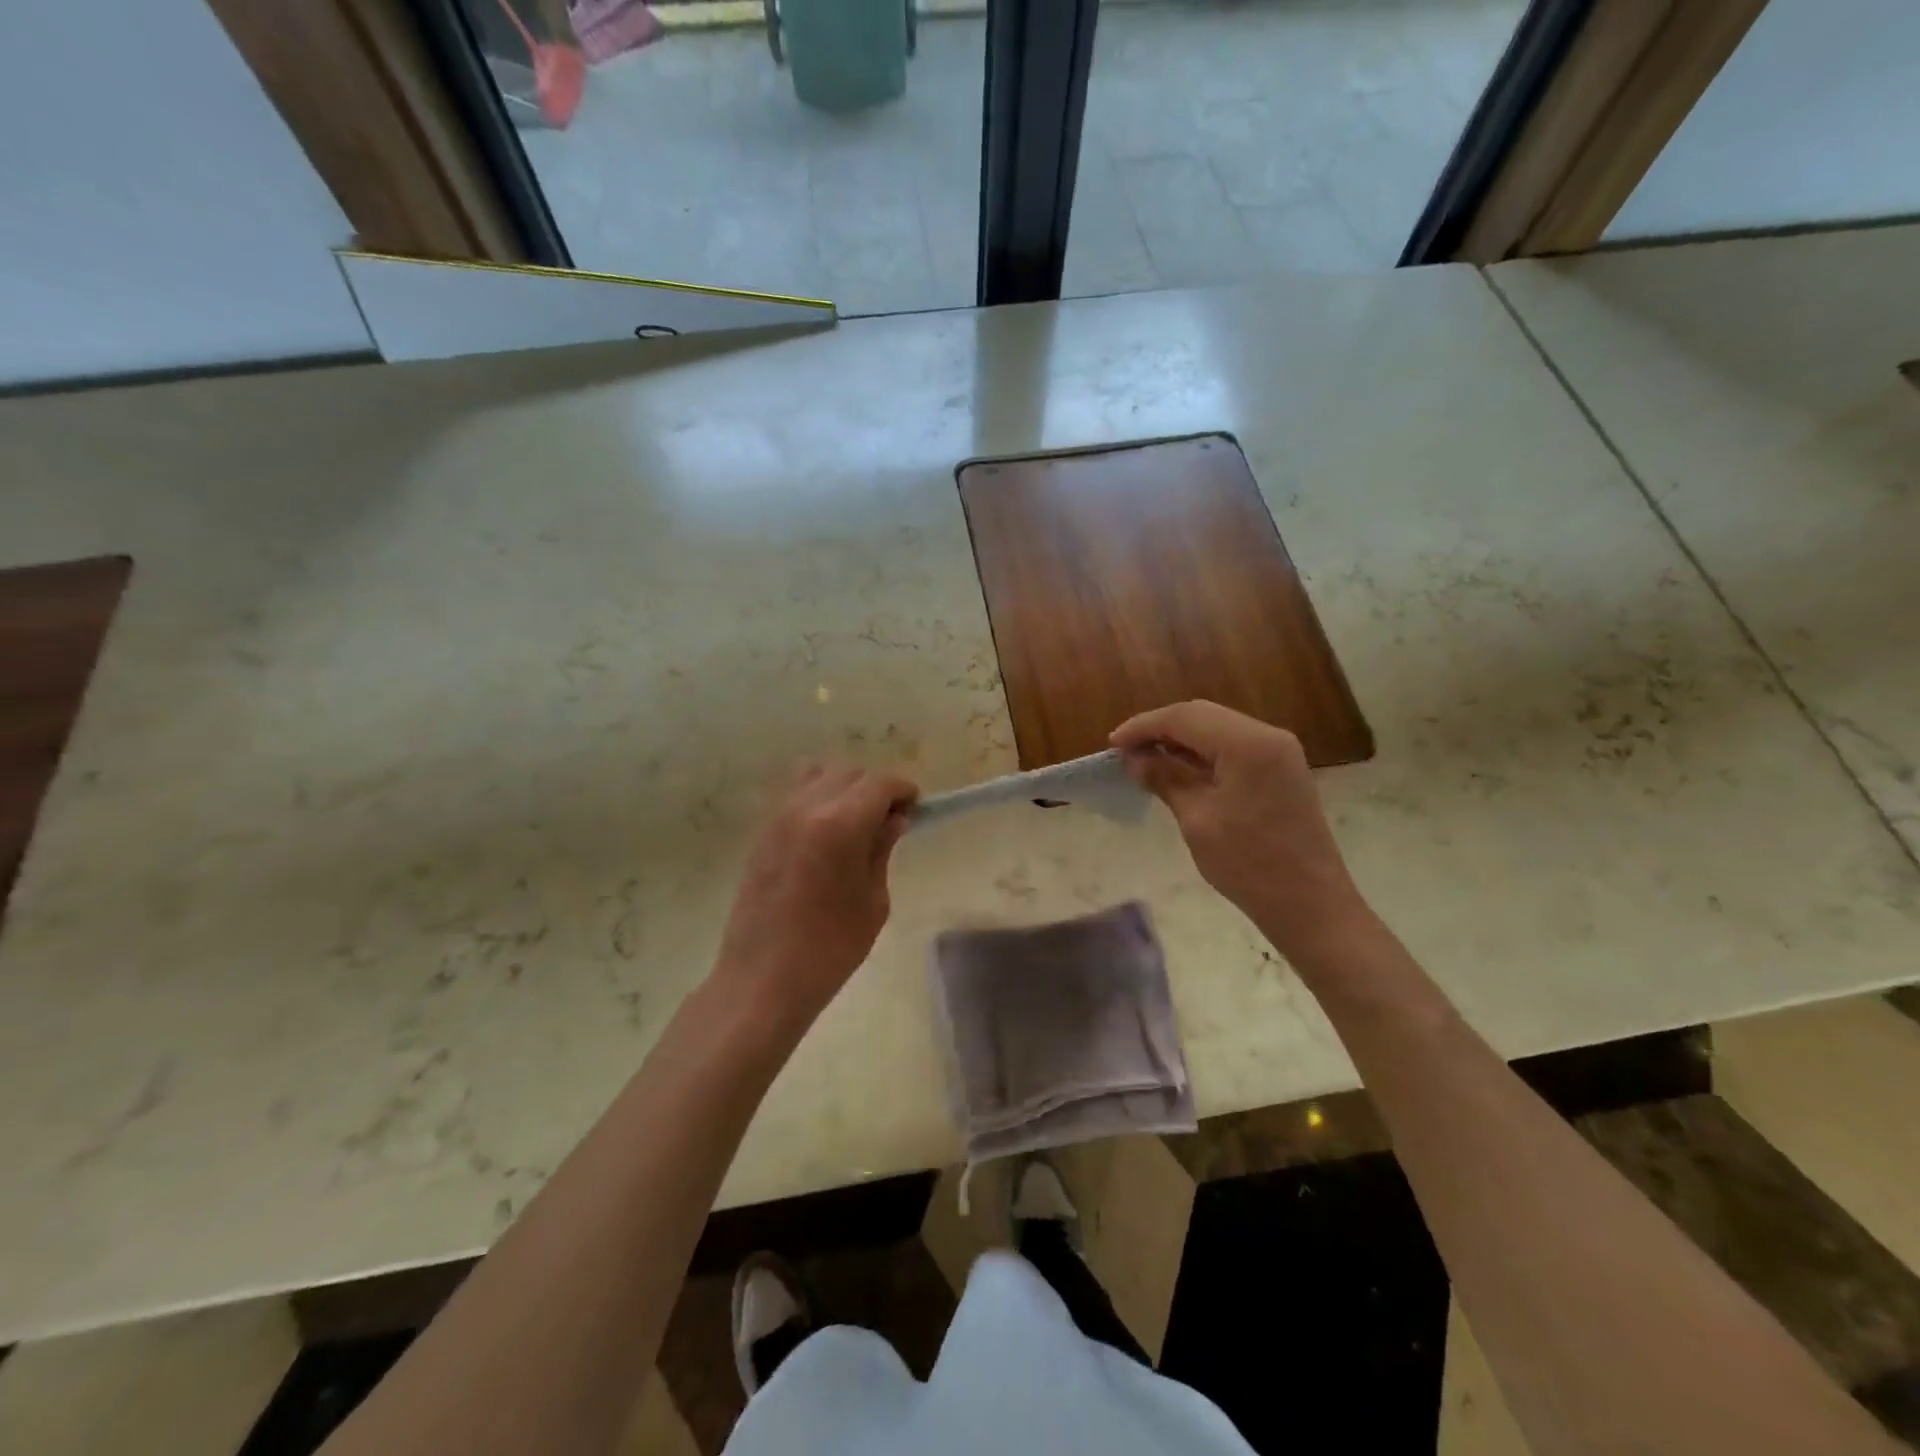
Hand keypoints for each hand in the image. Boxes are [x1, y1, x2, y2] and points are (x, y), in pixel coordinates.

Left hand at [713, 764, 918, 1024]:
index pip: (879, 783)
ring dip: (844, 789)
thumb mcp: (873, 901)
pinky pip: (796, 797)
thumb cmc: (829, 948)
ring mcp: (778, 818)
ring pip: (818, 777)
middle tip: (890, 819)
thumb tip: (893, 819)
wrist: (761, 980)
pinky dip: (819, 800)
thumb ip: (881, 850)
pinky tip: (829, 835)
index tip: (915, 808)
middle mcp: (806, 808)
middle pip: (849, 773)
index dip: (902, 790)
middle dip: (875, 788)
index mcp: (839, 824)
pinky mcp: (762, 834)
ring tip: (857, 823)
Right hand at [1111, 701, 1370, 962]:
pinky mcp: (1280, 770)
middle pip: (1202, 715)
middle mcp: (1267, 735)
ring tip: (1145, 759)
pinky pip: (1232, 747)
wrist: (1309, 904)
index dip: (1144, 726)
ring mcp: (1278, 752)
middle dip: (1160, 728)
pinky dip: (1201, 753)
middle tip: (1125, 751)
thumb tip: (1135, 758)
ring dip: (1180, 740)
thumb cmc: (1248, 863)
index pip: (1185, 717)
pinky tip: (1178, 769)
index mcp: (1248, 743)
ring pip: (1217, 729)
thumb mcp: (1197, 819)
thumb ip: (1165, 778)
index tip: (1112, 744)